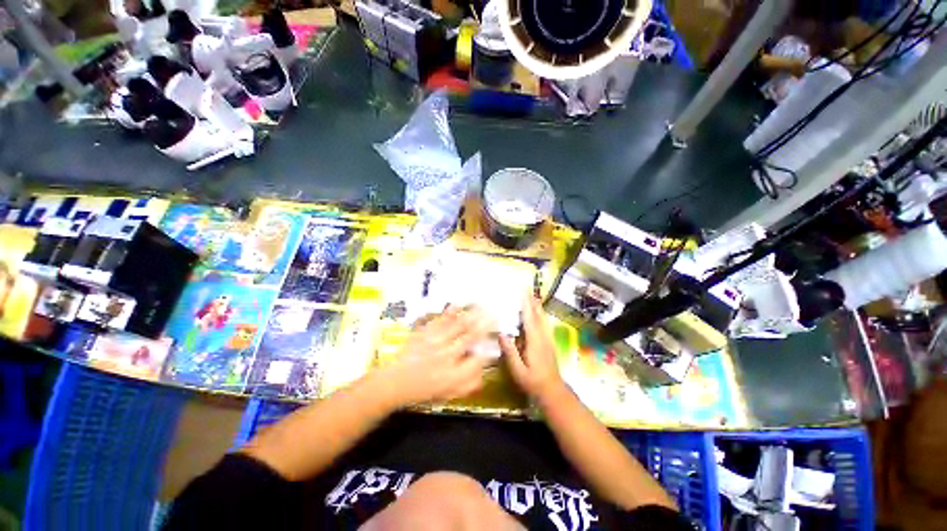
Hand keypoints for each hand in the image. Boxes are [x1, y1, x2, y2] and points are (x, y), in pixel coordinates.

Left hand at [371, 306, 495, 408]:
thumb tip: (484, 374)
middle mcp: (447, 356)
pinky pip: (440, 320)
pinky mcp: (425, 333)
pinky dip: (450, 312)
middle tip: (496, 313)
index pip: (477, 360)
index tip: (495, 341)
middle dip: (485, 324)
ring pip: (458, 326)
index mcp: (453, 374)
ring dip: (473, 315)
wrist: (394, 383)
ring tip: (484, 306)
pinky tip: (458, 304)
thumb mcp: (448, 394)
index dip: (489, 349)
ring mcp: (435, 342)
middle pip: (471, 337)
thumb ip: (468, 385)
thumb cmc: (423, 390)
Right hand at [500, 295, 564, 399]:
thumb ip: (510, 352)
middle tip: (527, 288)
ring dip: (537, 306)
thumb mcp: (518, 370)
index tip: (523, 291)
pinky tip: (538, 312)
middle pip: (538, 314)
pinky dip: (540, 314)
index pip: (529, 318)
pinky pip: (544, 323)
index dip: (526, 304)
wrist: (553, 391)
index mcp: (534, 341)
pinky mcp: (549, 342)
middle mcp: (543, 336)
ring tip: (532, 295)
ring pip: (543, 318)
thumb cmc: (533, 381)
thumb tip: (502, 333)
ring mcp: (547, 339)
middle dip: (532, 300)